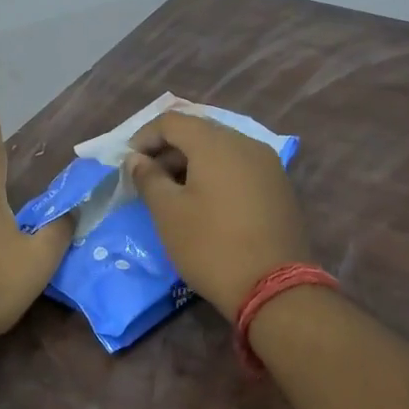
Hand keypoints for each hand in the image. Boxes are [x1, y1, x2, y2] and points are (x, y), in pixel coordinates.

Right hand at [126, 111, 309, 321]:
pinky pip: (239, 167)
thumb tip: (137, 159)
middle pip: (199, 131)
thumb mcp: (168, 212)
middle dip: (168, 149)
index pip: (172, 121)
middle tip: (148, 179)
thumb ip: (148, 178)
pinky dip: (215, 174)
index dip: (145, 137)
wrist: (273, 288)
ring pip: (221, 149)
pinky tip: (204, 202)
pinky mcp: (278, 187)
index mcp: (216, 143)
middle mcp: (245, 144)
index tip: (129, 164)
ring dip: (192, 162)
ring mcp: (268, 165)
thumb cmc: (210, 246)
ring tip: (173, 193)